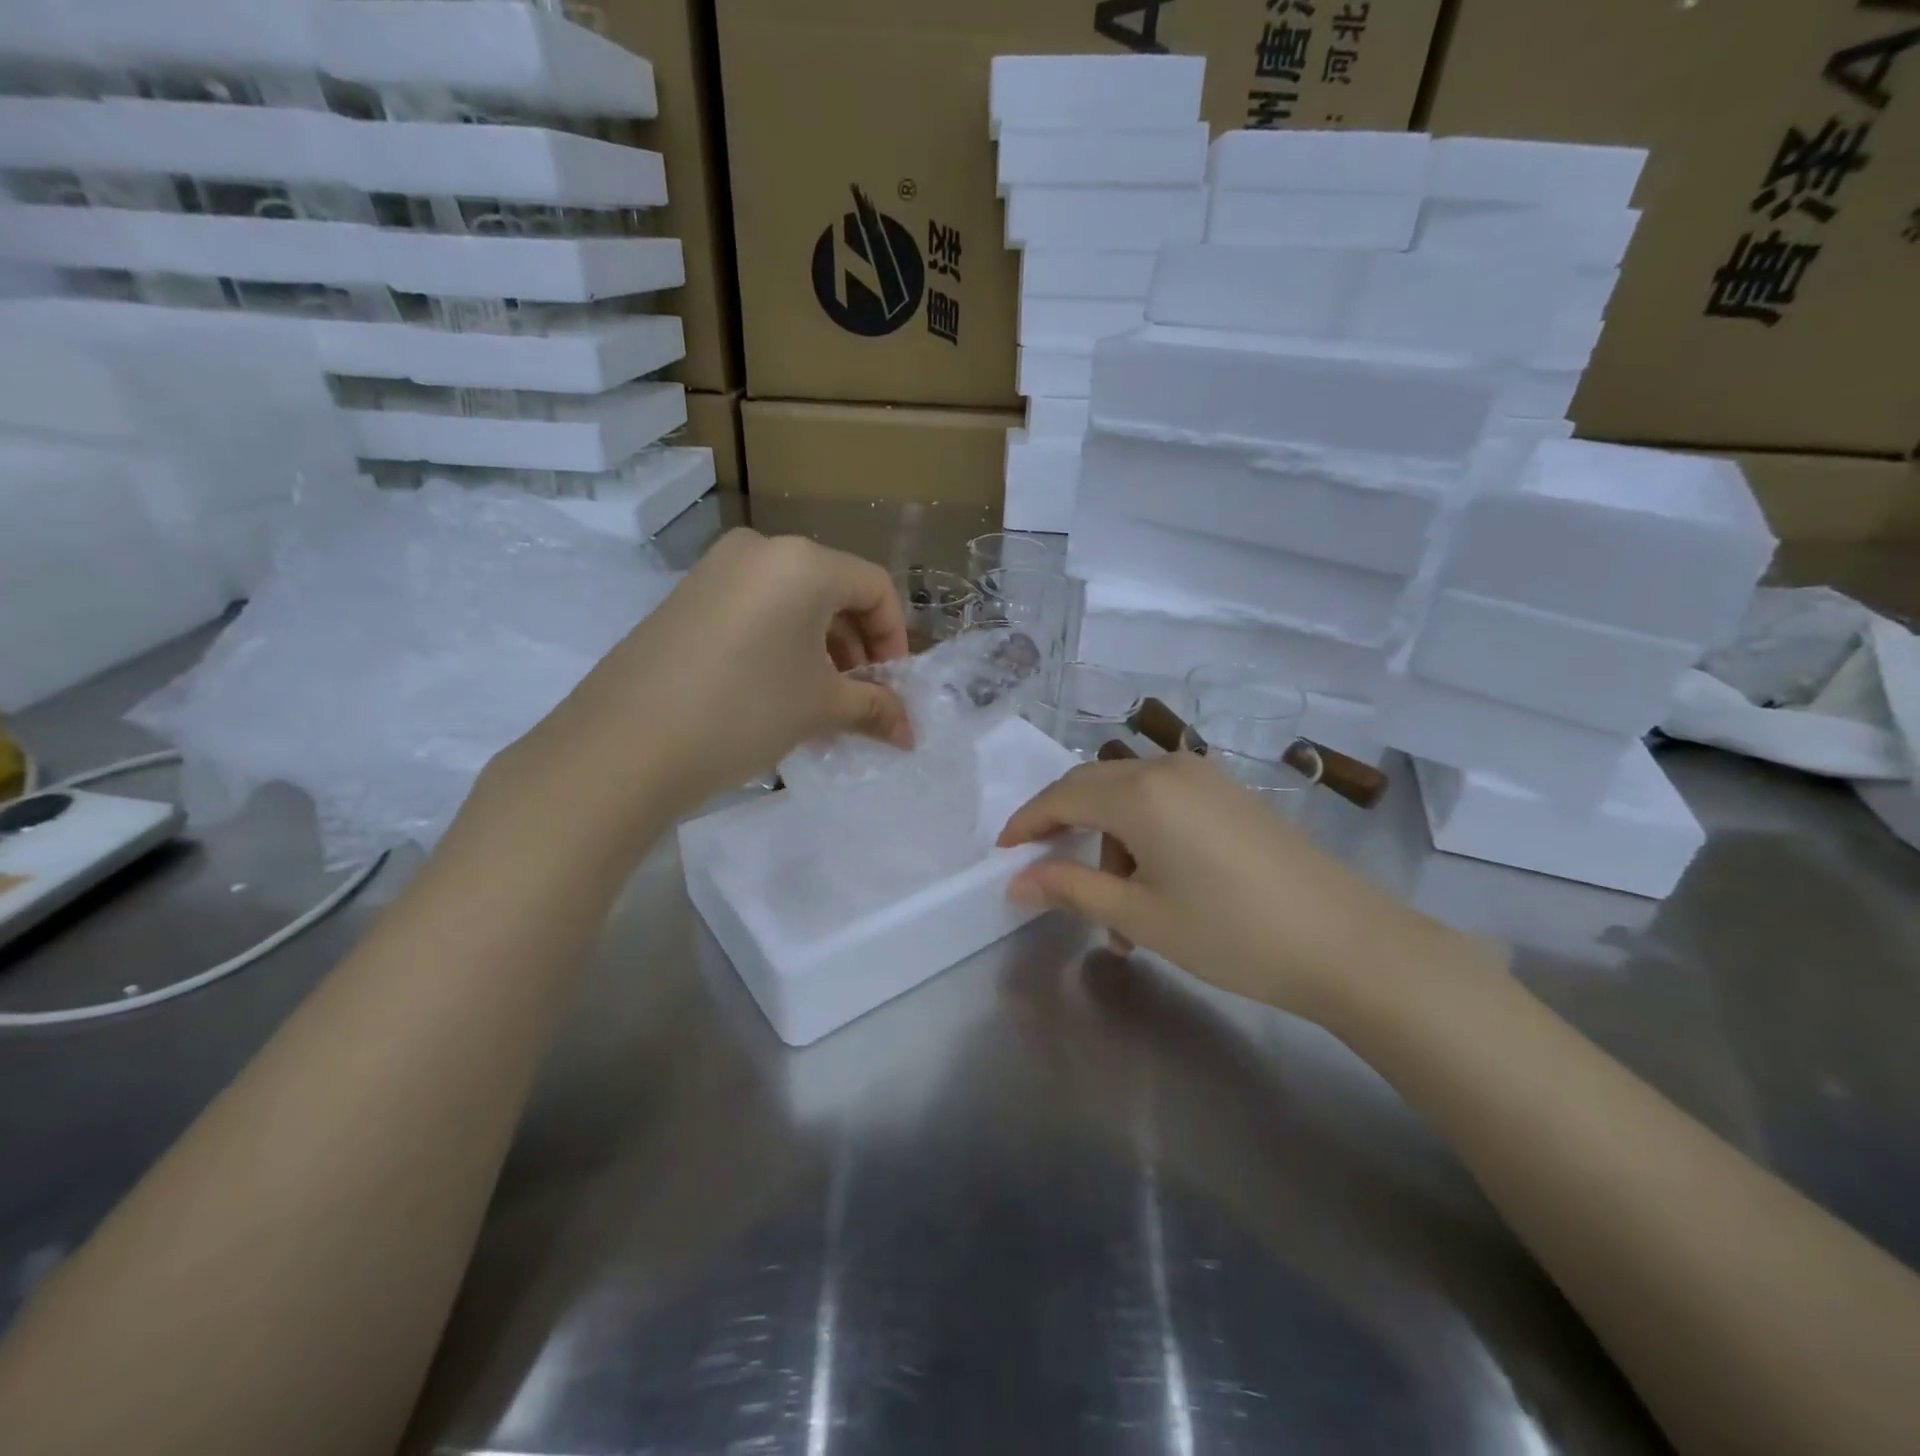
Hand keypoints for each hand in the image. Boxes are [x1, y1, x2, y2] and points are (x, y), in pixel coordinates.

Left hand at [502, 529, 911, 830]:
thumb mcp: (820, 708)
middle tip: (859, 700)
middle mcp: (760, 550)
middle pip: (833, 591)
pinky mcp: (685, 598)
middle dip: (856, 649)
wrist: (625, 745)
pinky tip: (775, 695)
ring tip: (819, 706)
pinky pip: (754, 612)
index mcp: (802, 562)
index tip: (892, 687)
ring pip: (792, 604)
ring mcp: (714, 571)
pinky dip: (780, 647)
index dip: (895, 639)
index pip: (874, 587)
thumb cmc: (744, 711)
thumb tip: (909, 733)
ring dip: (819, 652)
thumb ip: (874, 709)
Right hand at [998, 752, 1462, 1028]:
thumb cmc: (1232, 933)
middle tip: (1047, 874)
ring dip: (1109, 842)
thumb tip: (1017, 881)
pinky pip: (1165, 802)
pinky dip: (1144, 836)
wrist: (1348, 944)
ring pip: (1130, 796)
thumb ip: (1072, 889)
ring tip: (1118, 910)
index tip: (1002, 853)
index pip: (1062, 795)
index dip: (1026, 822)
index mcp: (1141, 793)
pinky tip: (1157, 886)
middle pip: (1092, 785)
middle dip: (1063, 827)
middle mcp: (1169, 769)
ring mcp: (1206, 777)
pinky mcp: (1231, 794)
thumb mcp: (1140, 917)